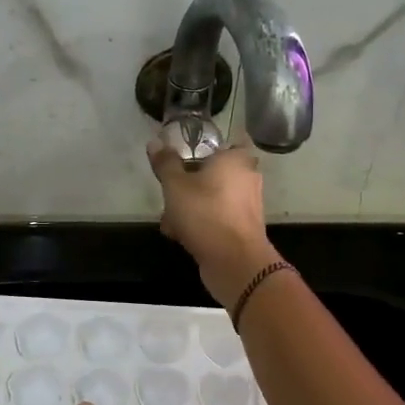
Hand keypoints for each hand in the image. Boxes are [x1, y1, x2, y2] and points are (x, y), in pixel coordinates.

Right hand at [145, 138, 281, 308]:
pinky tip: (181, 236)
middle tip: (170, 197)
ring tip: (170, 222)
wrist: (234, 262)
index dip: (201, 151)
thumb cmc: (205, 213)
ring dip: (190, 208)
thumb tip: (156, 142)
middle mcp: (248, 178)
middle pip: (212, 174)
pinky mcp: (244, 228)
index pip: (222, 144)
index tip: (182, 161)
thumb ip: (166, 163)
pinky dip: (201, 224)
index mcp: (236, 159)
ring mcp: (248, 205)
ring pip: (212, 198)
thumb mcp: (176, 185)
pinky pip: (218, 218)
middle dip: (188, 186)